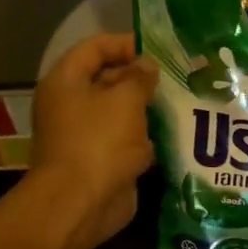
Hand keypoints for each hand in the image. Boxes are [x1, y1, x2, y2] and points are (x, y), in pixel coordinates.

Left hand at [23, 34, 157, 248]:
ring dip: (147, 108)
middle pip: (107, 79)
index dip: (125, 44)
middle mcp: (71, 104)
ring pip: (119, 111)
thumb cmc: (99, 142)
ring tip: (181, 102)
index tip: (159, 50)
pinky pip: (126, 139)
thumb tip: (147, 65)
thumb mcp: (125, 100)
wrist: (81, 203)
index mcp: (66, 81)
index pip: (95, 47)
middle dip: (140, 77)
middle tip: (177, 77)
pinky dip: (146, 136)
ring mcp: (85, 134)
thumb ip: (139, 77)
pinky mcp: (101, 159)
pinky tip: (173, 133)